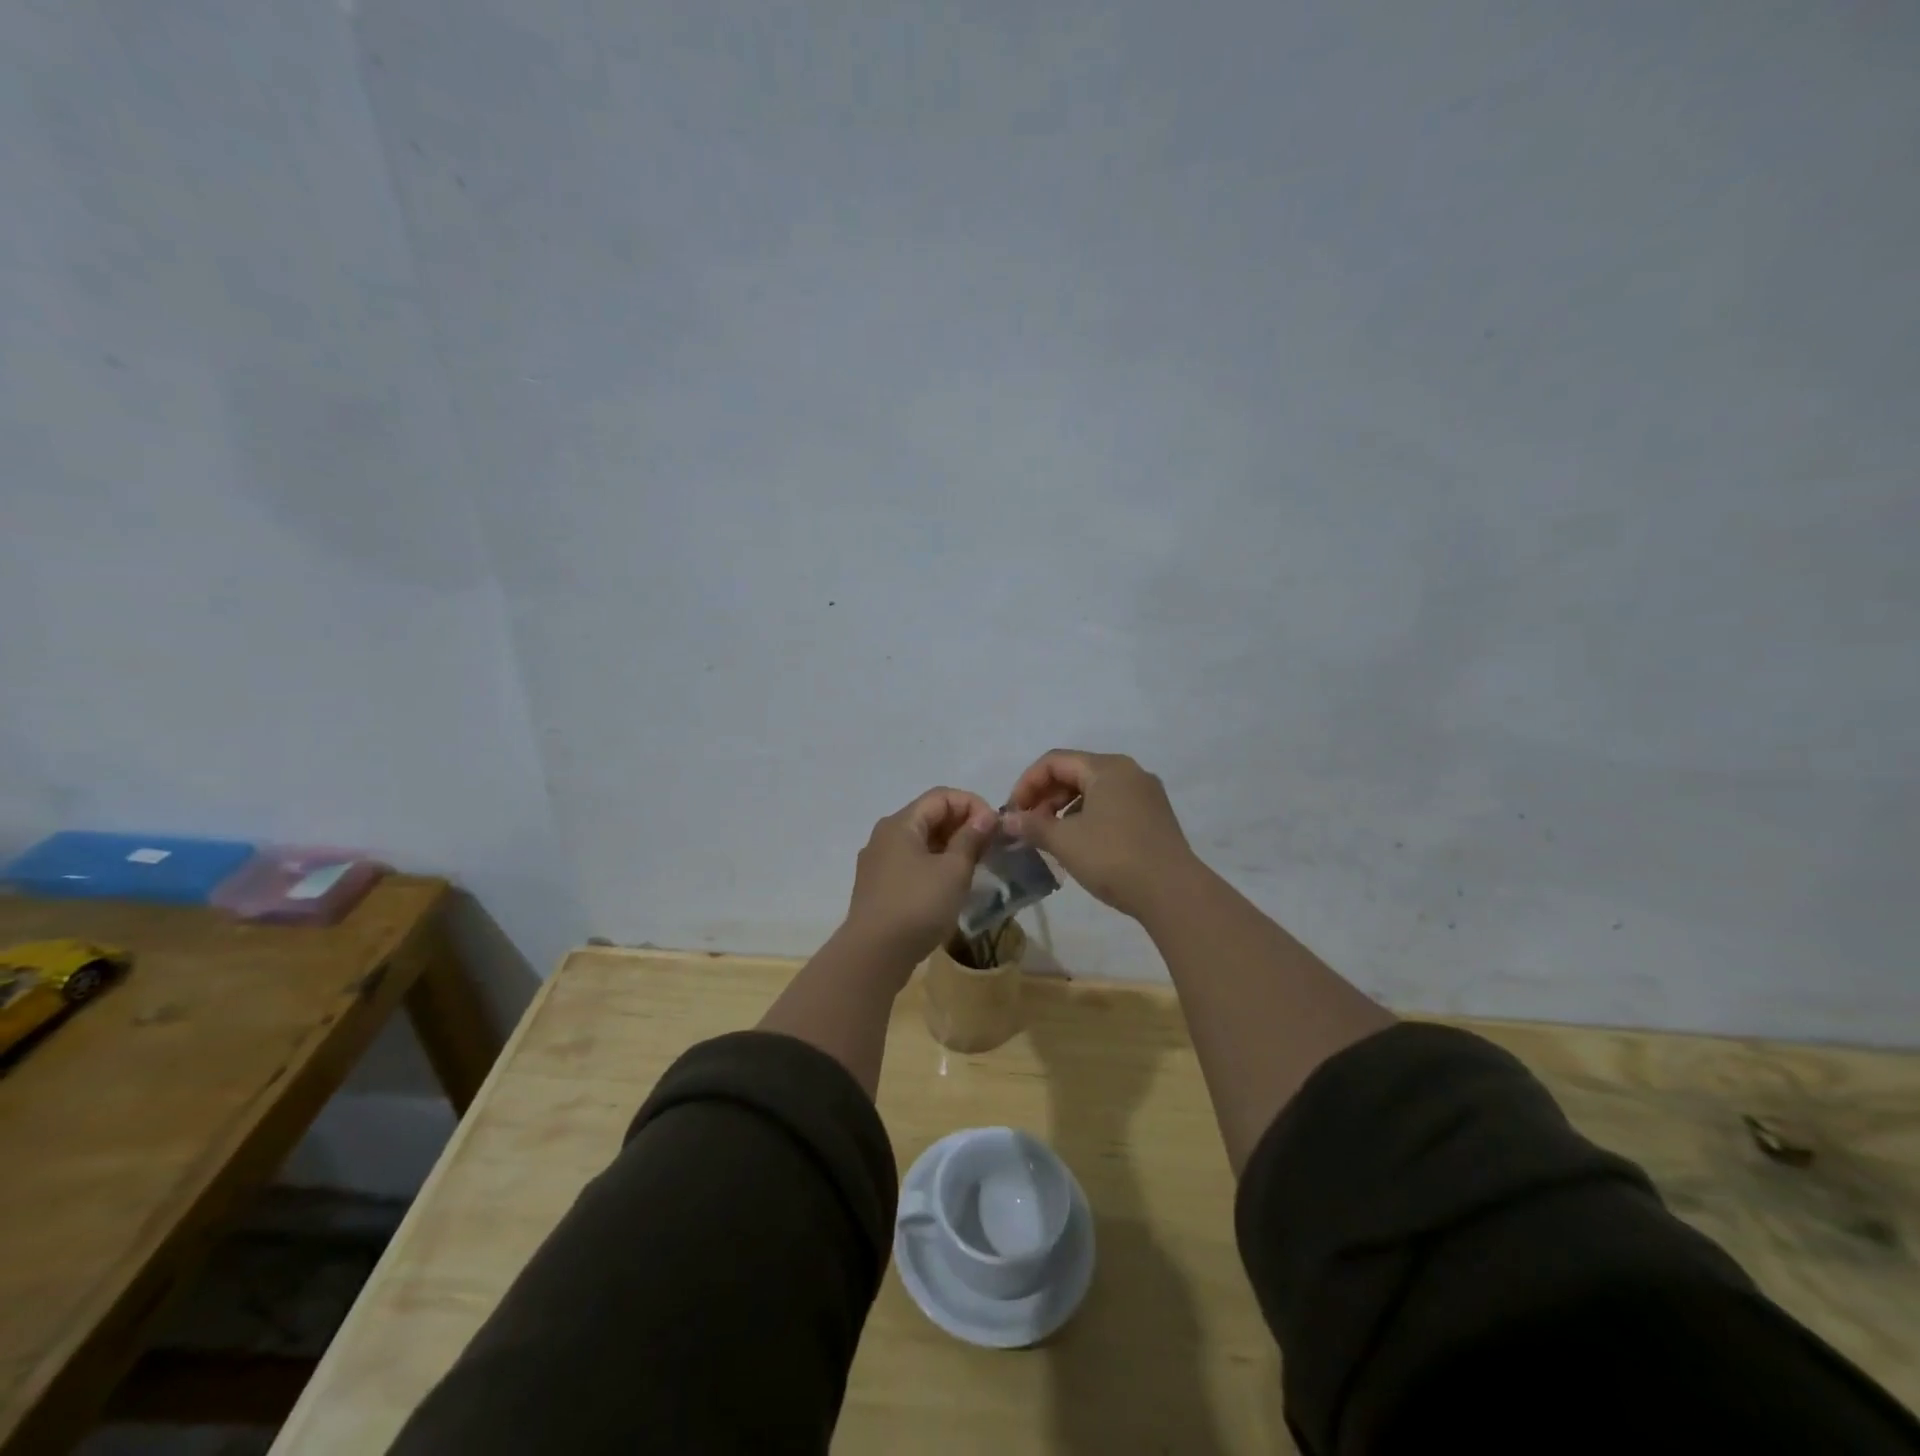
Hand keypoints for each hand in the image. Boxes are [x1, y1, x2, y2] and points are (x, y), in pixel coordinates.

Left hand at [843, 787, 998, 966]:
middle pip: (929, 816)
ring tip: (976, 866)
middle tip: (990, 847)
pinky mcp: (878, 887)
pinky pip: (912, 863)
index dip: (972, 805)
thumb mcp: (953, 871)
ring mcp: (878, 862)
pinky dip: (935, 865)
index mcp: (900, 824)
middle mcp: (885, 836)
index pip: (941, 796)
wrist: (873, 955)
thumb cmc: (917, 906)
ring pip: (921, 842)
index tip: (995, 829)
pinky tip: (951, 886)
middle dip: (963, 826)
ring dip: (950, 847)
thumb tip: (985, 816)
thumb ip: (970, 839)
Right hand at [1002, 750, 1197, 918]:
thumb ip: (1032, 825)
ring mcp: (1146, 794)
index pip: (1054, 761)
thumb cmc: (1113, 857)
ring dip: (1065, 808)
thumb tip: (1006, 819)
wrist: (1173, 892)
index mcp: (1107, 767)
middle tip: (1028, 825)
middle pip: (1075, 772)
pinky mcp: (1155, 817)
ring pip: (1094, 791)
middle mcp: (1129, 772)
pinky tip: (1079, 844)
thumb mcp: (1065, 841)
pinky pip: (1112, 806)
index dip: (1027, 783)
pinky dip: (1088, 817)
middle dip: (1046, 796)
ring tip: (1050, 836)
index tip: (1013, 812)